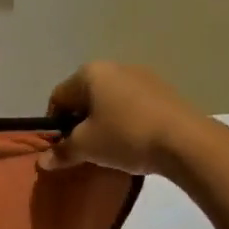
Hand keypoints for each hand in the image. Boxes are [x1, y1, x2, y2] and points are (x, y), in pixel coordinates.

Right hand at [38, 62, 210, 175]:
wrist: (186, 142)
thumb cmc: (125, 136)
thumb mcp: (86, 147)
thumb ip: (62, 151)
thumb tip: (42, 161)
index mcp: (90, 73)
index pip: (58, 98)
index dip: (54, 125)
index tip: (62, 148)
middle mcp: (114, 67)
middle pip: (85, 97)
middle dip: (80, 123)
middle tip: (85, 149)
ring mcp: (143, 77)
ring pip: (110, 102)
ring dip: (104, 123)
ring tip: (111, 148)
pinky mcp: (164, 91)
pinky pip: (133, 106)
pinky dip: (126, 121)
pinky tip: (134, 142)